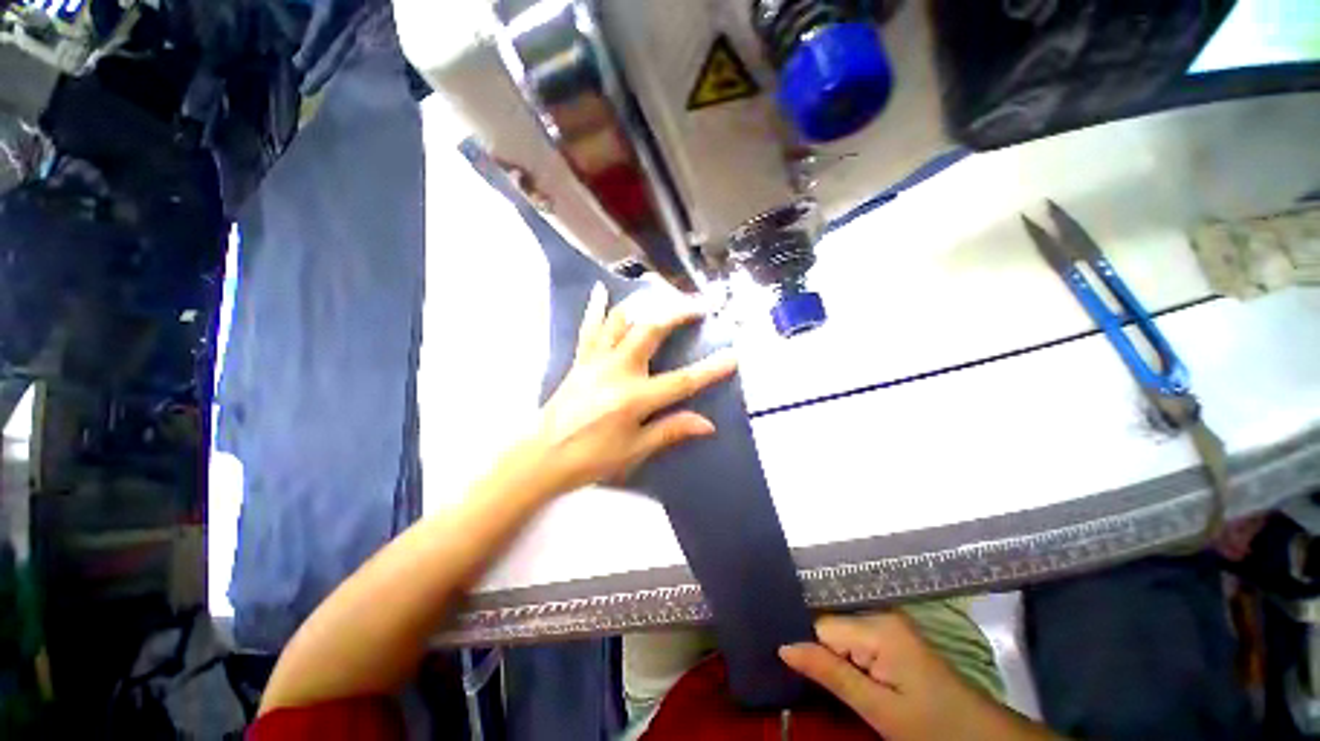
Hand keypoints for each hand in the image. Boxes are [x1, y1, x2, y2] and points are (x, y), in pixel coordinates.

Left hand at [526, 284, 736, 494]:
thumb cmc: (590, 458)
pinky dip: (596, 307)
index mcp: (634, 399)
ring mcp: (596, 361)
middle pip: (651, 332)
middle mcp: (617, 371)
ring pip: (621, 321)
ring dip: (644, 304)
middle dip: (677, 314)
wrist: (541, 457)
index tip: (733, 356)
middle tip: (698, 306)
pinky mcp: (581, 360)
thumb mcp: (634, 450)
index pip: (682, 381)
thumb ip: (671, 431)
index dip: (710, 369)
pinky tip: (601, 288)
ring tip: (662, 294)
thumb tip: (707, 424)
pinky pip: (590, 328)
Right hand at [780, 613, 1057, 740]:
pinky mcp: (893, 633)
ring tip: (829, 681)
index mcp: (878, 626)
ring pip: (840, 631)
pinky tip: (847, 674)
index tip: (794, 672)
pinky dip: (846, 655)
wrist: (981, 736)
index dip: (809, 649)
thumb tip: (784, 647)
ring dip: (832, 655)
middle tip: (814, 684)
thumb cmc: (932, 727)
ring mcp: (888, 621)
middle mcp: (880, 613)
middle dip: (819, 651)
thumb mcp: (879, 709)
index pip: (821, 626)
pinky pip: (855, 636)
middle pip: (829, 625)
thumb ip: (831, 674)